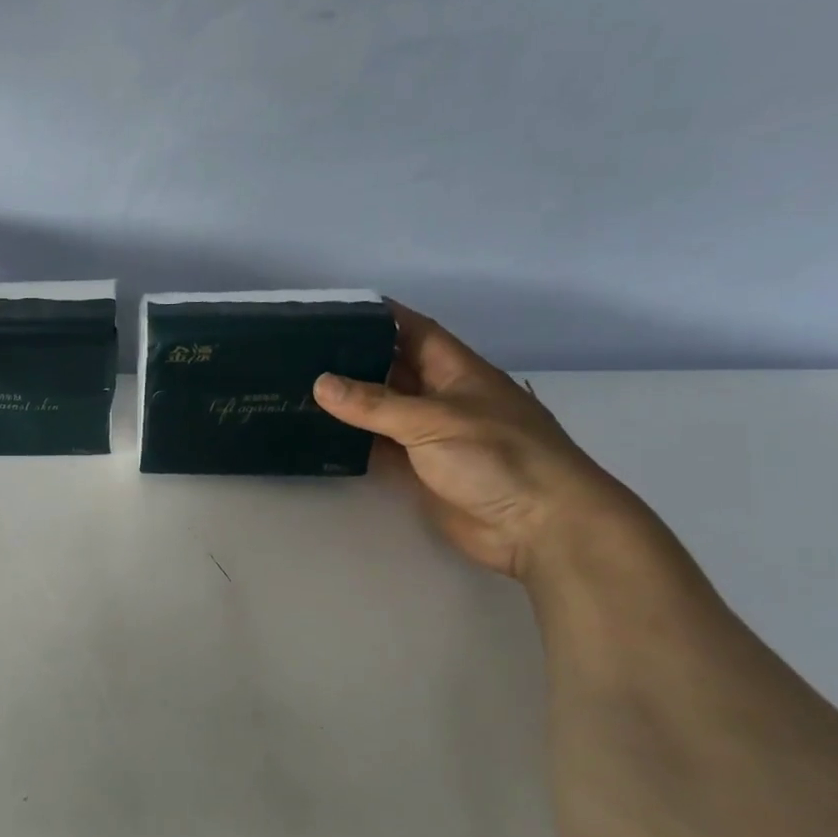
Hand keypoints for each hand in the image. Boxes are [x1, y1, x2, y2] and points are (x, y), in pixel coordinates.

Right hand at [313, 303, 644, 581]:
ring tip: (299, 388)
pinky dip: (352, 440)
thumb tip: (320, 383)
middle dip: (354, 358)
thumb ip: (375, 404)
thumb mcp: (433, 421)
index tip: (336, 309)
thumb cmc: (498, 458)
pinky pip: (379, 447)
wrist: (538, 527)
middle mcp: (442, 398)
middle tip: (301, 351)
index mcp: (457, 372)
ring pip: (382, 410)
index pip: (415, 331)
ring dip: (349, 402)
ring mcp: (431, 436)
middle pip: (394, 368)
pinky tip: (320, 433)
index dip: (381, 317)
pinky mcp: (421, 470)